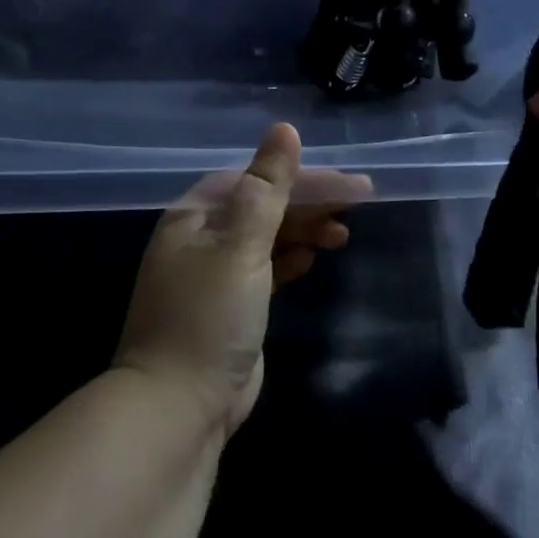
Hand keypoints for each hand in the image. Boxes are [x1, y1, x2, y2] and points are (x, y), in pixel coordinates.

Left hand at [113, 124, 370, 435]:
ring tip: (342, 233)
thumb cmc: (208, 315)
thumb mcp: (240, 245)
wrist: (179, 409)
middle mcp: (202, 239)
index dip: (303, 177)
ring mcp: (215, 275)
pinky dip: (290, 259)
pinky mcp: (231, 308)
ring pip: (267, 238)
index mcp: (195, 216)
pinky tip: (314, 257)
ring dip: (304, 230)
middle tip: (359, 202)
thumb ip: (267, 187)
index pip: (256, 180)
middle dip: (309, 203)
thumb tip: (284, 129)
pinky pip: (266, 268)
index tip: (348, 183)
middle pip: (263, 206)